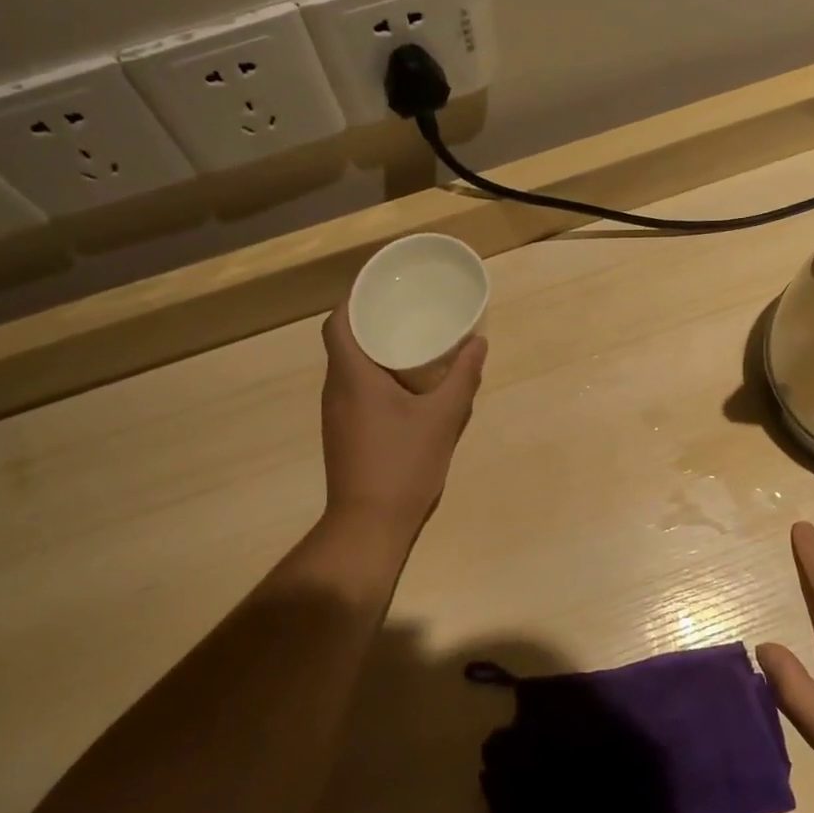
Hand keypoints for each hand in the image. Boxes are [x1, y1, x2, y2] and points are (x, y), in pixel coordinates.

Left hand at [319, 306, 486, 534]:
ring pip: (347, 369)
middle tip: (406, 312)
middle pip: (343, 343)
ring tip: (409, 343)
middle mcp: (335, 390)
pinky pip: (352, 391)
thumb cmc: (404, 464)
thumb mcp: (442, 418)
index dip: (354, 300)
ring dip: (372, 353)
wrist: (369, 523)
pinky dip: (372, 379)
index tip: (382, 290)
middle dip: (370, 323)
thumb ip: (462, 377)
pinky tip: (403, 388)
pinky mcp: (341, 435)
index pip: (338, 322)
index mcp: (352, 376)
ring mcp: (335, 415)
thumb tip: (478, 342)